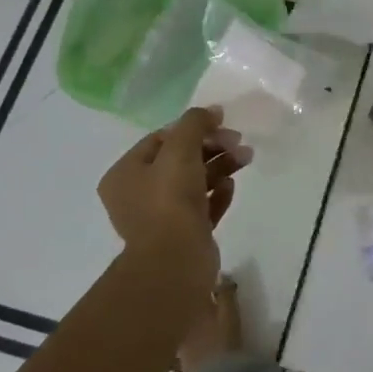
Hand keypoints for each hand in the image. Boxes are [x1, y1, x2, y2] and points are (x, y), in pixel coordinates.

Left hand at [97, 107, 251, 281]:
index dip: (191, 127)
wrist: (176, 260)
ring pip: (194, 182)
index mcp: (125, 174)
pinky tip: (231, 186)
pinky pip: (203, 206)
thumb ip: (194, 123)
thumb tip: (211, 111)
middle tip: (238, 142)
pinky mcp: (183, 235)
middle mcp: (138, 195)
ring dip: (221, 166)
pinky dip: (218, 193)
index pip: (160, 139)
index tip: (221, 123)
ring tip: (246, 158)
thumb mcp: (180, 149)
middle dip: (212, 147)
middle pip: (180, 159)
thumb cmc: (170, 199)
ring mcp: (161, 217)